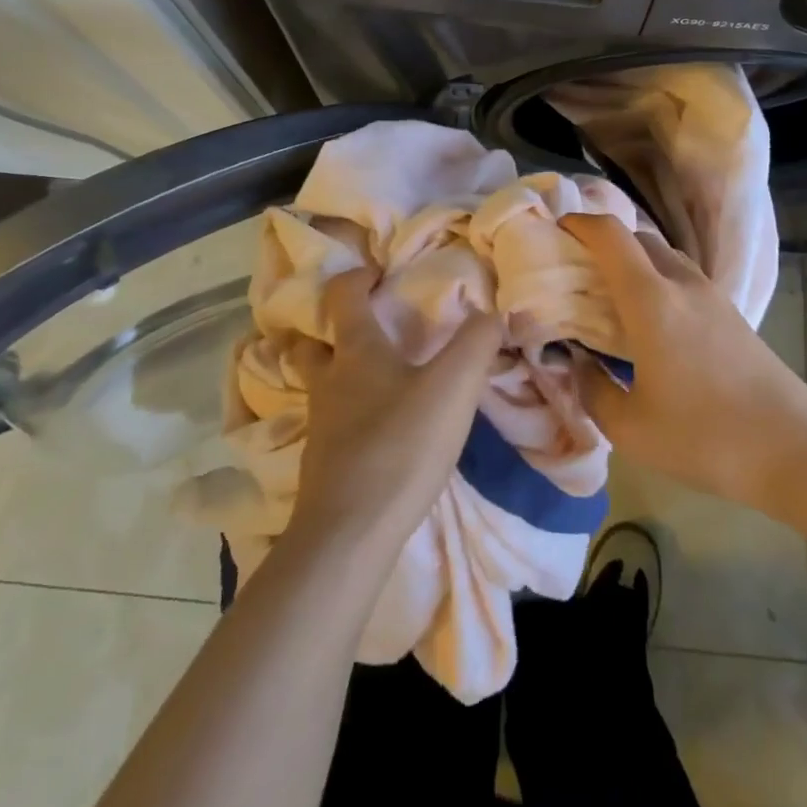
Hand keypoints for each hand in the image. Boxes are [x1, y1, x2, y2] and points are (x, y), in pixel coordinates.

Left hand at [291, 269, 503, 554]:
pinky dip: (344, 411)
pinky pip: (329, 421)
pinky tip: (371, 425)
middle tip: (359, 324)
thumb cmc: (401, 446)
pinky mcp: (322, 462)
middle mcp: (329, 380)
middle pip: (311, 342)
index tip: (379, 273)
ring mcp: (320, 423)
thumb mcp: (453, 388)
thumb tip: (494, 311)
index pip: (343, 296)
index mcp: (356, 351)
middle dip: (328, 326)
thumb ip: (477, 343)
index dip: (358, 277)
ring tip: (366, 374)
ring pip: (317, 383)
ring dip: (333, 370)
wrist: (351, 532)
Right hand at [561, 213, 806, 505]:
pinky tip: (651, 319)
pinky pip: (682, 277)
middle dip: (603, 242)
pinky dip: (656, 279)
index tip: (555, 232)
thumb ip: (591, 388)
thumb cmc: (703, 437)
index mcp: (651, 300)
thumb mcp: (629, 427)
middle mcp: (681, 283)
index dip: (579, 223)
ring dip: (633, 260)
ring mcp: (712, 295)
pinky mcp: (731, 313)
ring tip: (611, 294)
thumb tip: (578, 363)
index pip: (610, 235)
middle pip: (637, 237)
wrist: (793, 451)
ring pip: (664, 255)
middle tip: (578, 270)